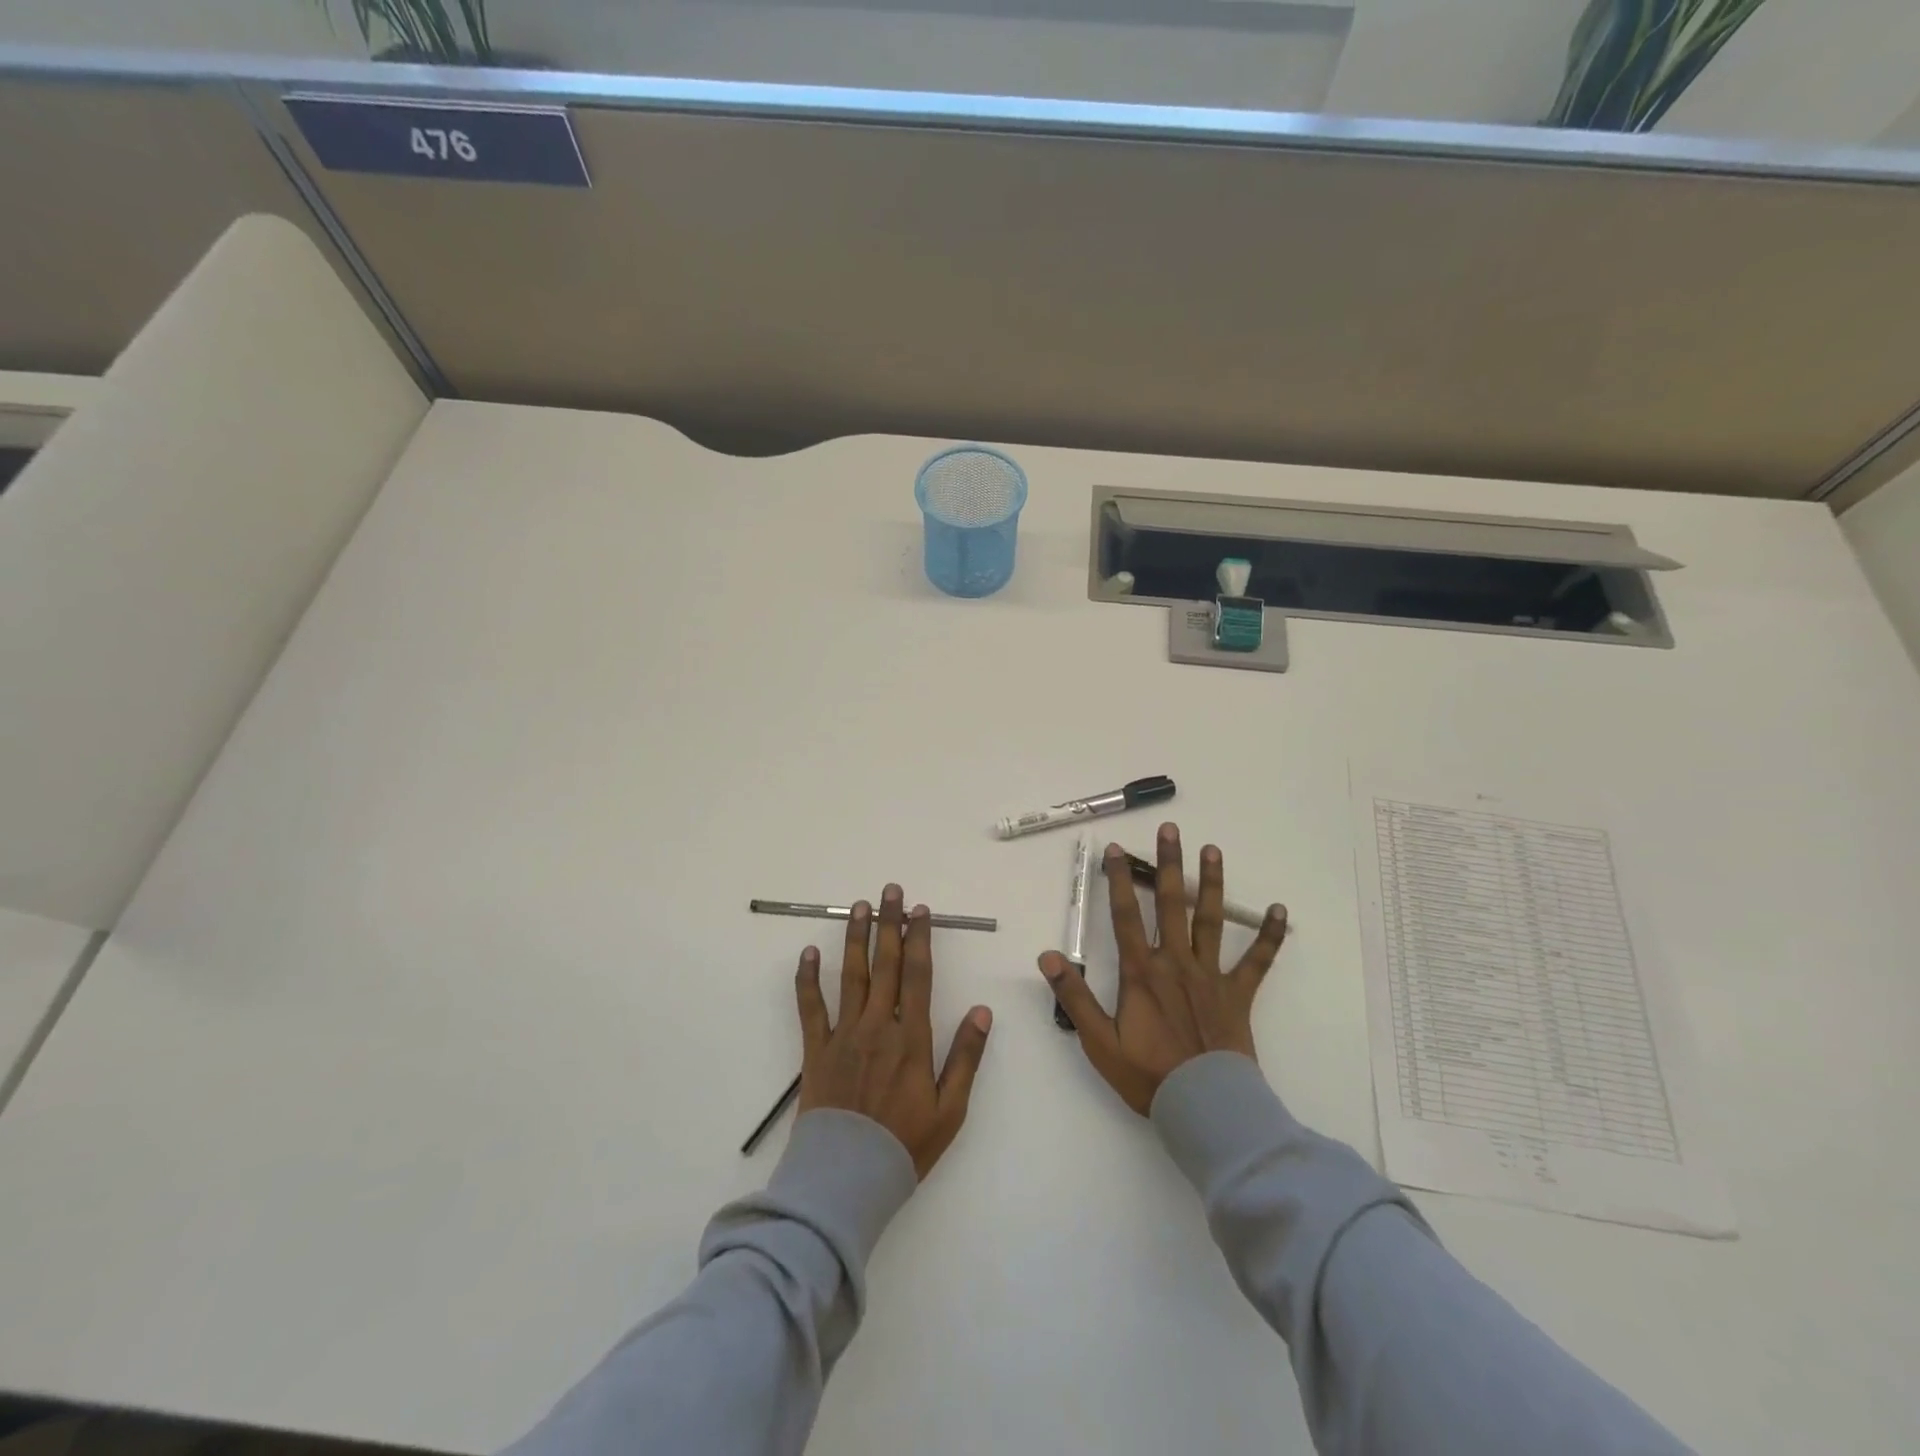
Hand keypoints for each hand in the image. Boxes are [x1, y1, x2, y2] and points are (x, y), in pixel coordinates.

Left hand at [795, 884, 993, 1178]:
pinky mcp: (816, 1049)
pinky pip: (810, 1007)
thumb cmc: (905, 1146)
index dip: (919, 940)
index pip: (918, 976)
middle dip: (889, 925)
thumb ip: (967, 1057)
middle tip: (890, 892)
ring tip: (859, 907)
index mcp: (912, 1038)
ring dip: (855, 938)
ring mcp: (843, 1035)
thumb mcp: (950, 1109)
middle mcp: (878, 1026)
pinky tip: (809, 952)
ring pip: (850, 975)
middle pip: (885, 965)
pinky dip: (807, 978)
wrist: (847, 1179)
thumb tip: (982, 1010)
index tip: (920, 912)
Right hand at [1040, 823, 1287, 1115]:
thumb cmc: (1148, 1075)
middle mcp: (1175, 963)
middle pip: (1171, 904)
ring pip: (1211, 920)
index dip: (1119, 881)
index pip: (1126, 916)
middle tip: (1170, 830)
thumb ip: (1074, 997)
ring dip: (1212, 883)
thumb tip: (1048, 956)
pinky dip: (1268, 936)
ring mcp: (1210, 976)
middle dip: (1169, 865)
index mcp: (1141, 972)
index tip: (1116, 849)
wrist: (1205, 1107)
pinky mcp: (1238, 995)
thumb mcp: (1098, 1041)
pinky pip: (1256, 962)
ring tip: (1213, 850)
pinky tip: (1280, 910)